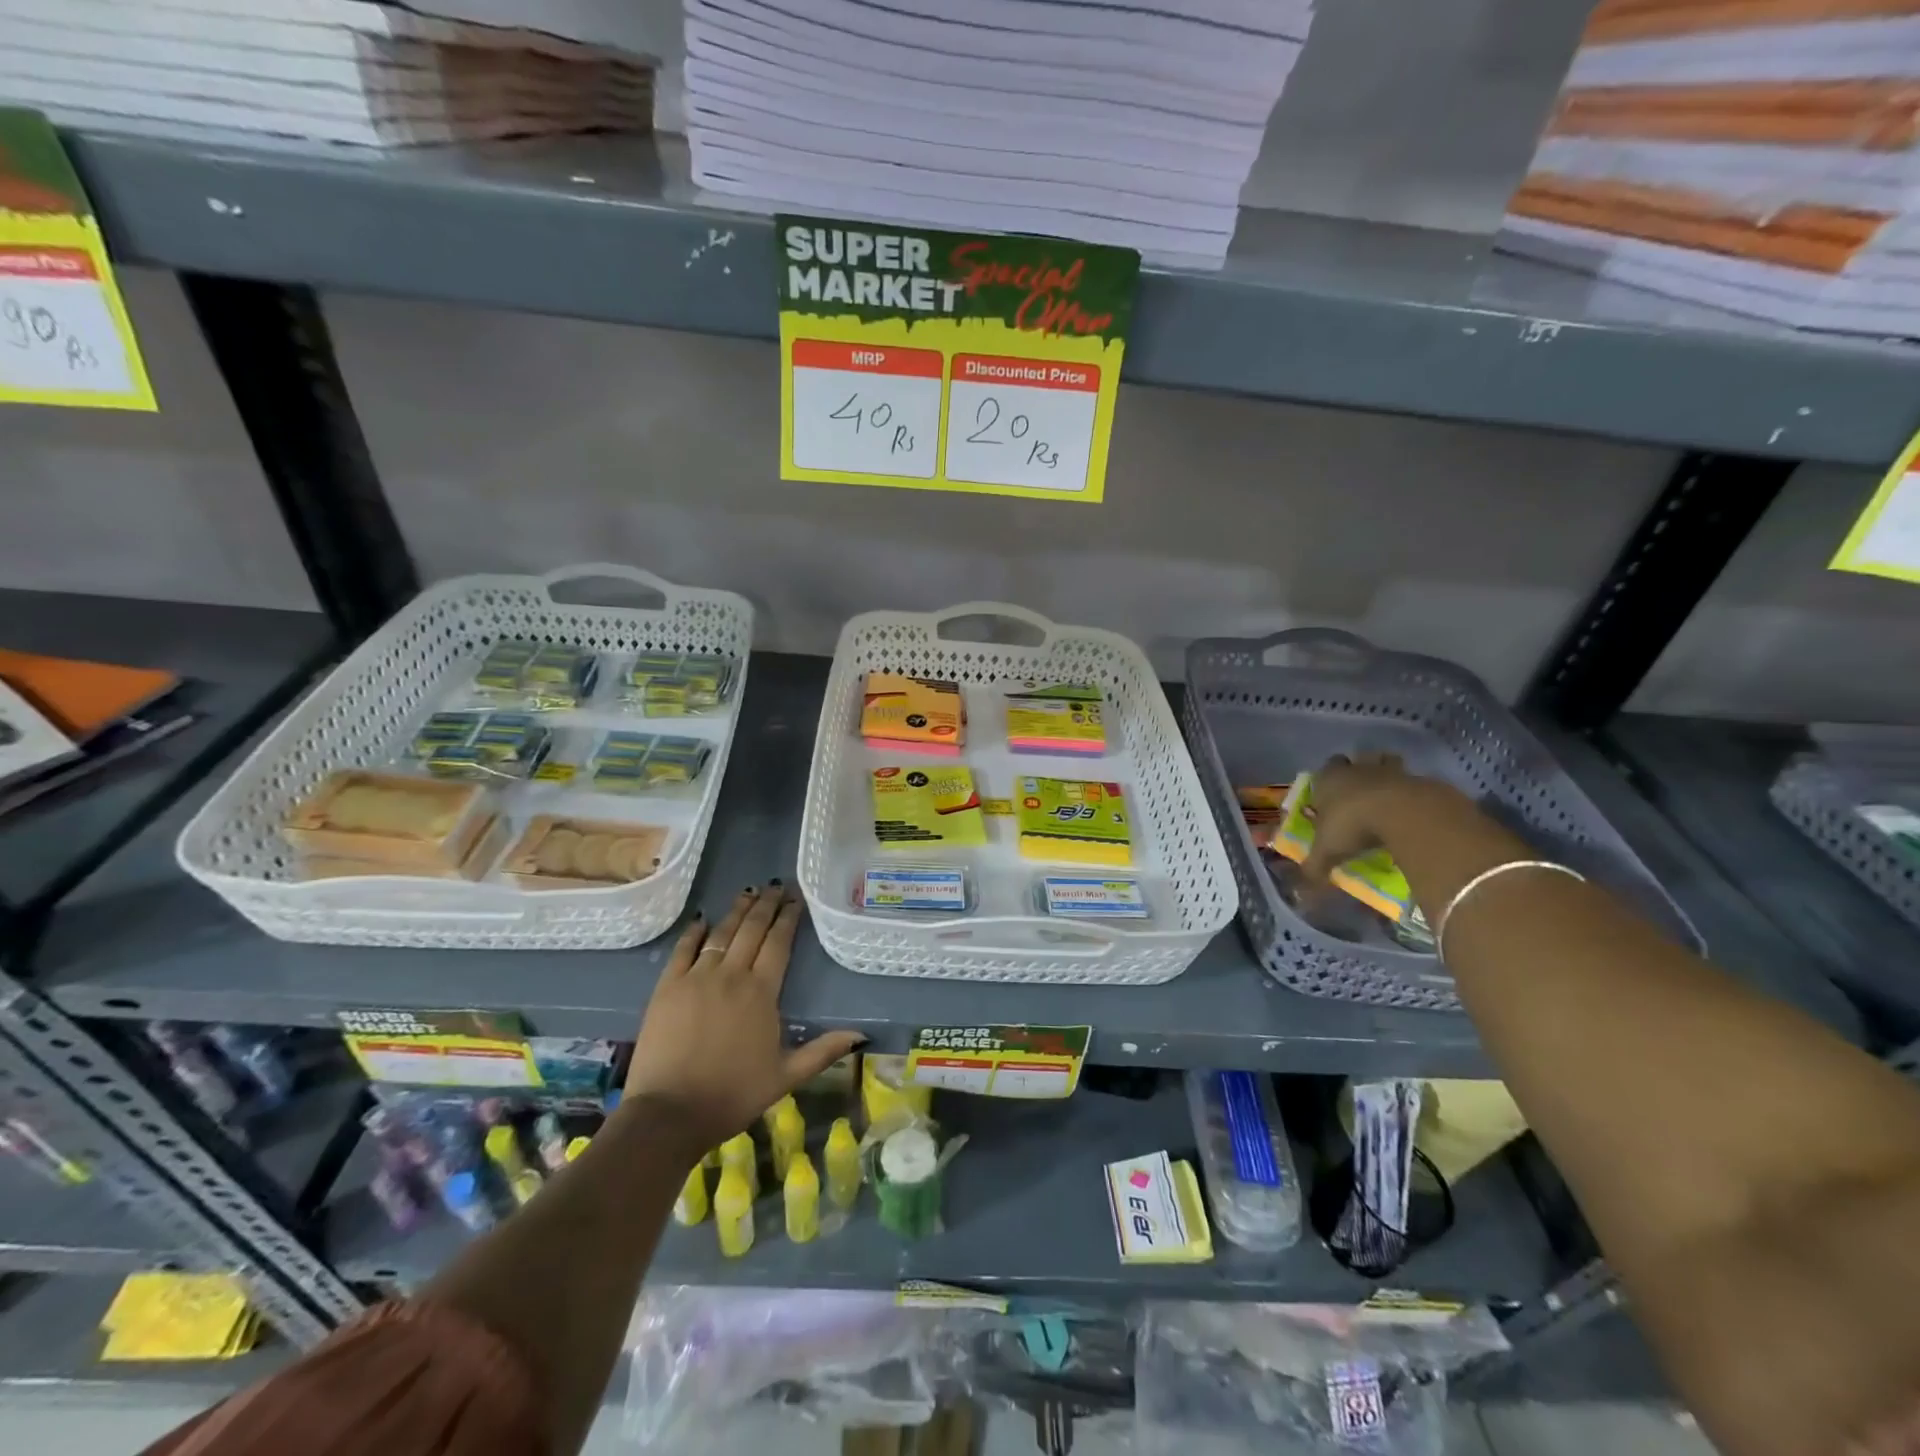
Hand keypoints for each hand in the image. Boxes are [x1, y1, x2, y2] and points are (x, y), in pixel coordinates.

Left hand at [625, 884, 862, 1154]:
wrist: (670, 1113)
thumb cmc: (733, 1095)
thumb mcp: (786, 1076)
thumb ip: (823, 1051)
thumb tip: (861, 1036)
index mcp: (762, 992)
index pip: (779, 943)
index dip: (788, 918)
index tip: (795, 898)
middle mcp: (731, 975)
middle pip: (752, 930)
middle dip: (766, 905)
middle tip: (775, 885)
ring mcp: (696, 978)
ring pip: (721, 933)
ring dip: (736, 911)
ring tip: (747, 892)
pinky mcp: (667, 987)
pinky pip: (683, 949)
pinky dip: (694, 932)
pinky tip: (702, 920)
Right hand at [1300, 752, 1425, 883]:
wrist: (1404, 813)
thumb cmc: (1353, 824)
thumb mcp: (1328, 851)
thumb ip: (1314, 867)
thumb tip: (1301, 895)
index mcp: (1329, 779)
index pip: (1324, 769)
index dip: (1327, 780)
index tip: (1330, 795)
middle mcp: (1357, 769)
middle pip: (1356, 760)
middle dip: (1358, 770)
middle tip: (1360, 792)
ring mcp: (1390, 771)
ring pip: (1386, 762)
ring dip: (1386, 774)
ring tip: (1388, 796)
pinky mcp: (1419, 779)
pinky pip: (1413, 781)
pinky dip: (1412, 792)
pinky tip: (1412, 811)